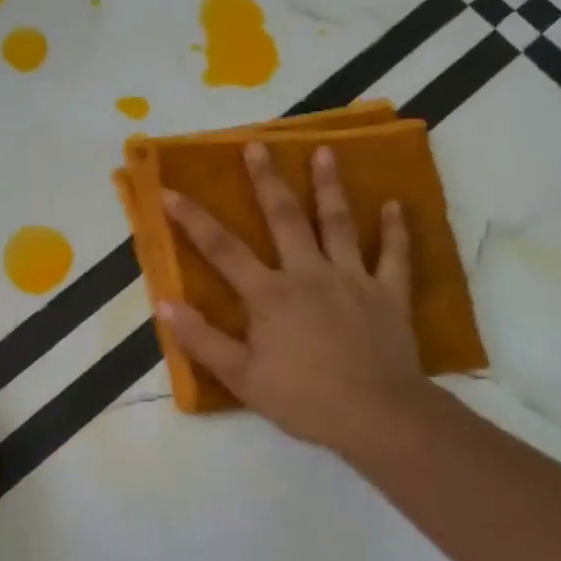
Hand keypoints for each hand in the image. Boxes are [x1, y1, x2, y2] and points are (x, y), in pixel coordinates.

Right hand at [159, 142, 438, 456]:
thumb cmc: (303, 398)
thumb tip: (164, 304)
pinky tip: (396, 205)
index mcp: (270, 294)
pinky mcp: (388, 294)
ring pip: (339, 224)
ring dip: (330, 187)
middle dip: (267, 180)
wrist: (377, 415)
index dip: (192, 219)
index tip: (170, 190)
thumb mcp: (241, 377)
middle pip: (285, 218)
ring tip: (325, 152)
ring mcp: (353, 279)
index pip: (222, 249)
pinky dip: (396, 230)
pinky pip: (394, 256)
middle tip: (257, 145)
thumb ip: (201, 339)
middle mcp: (309, 274)